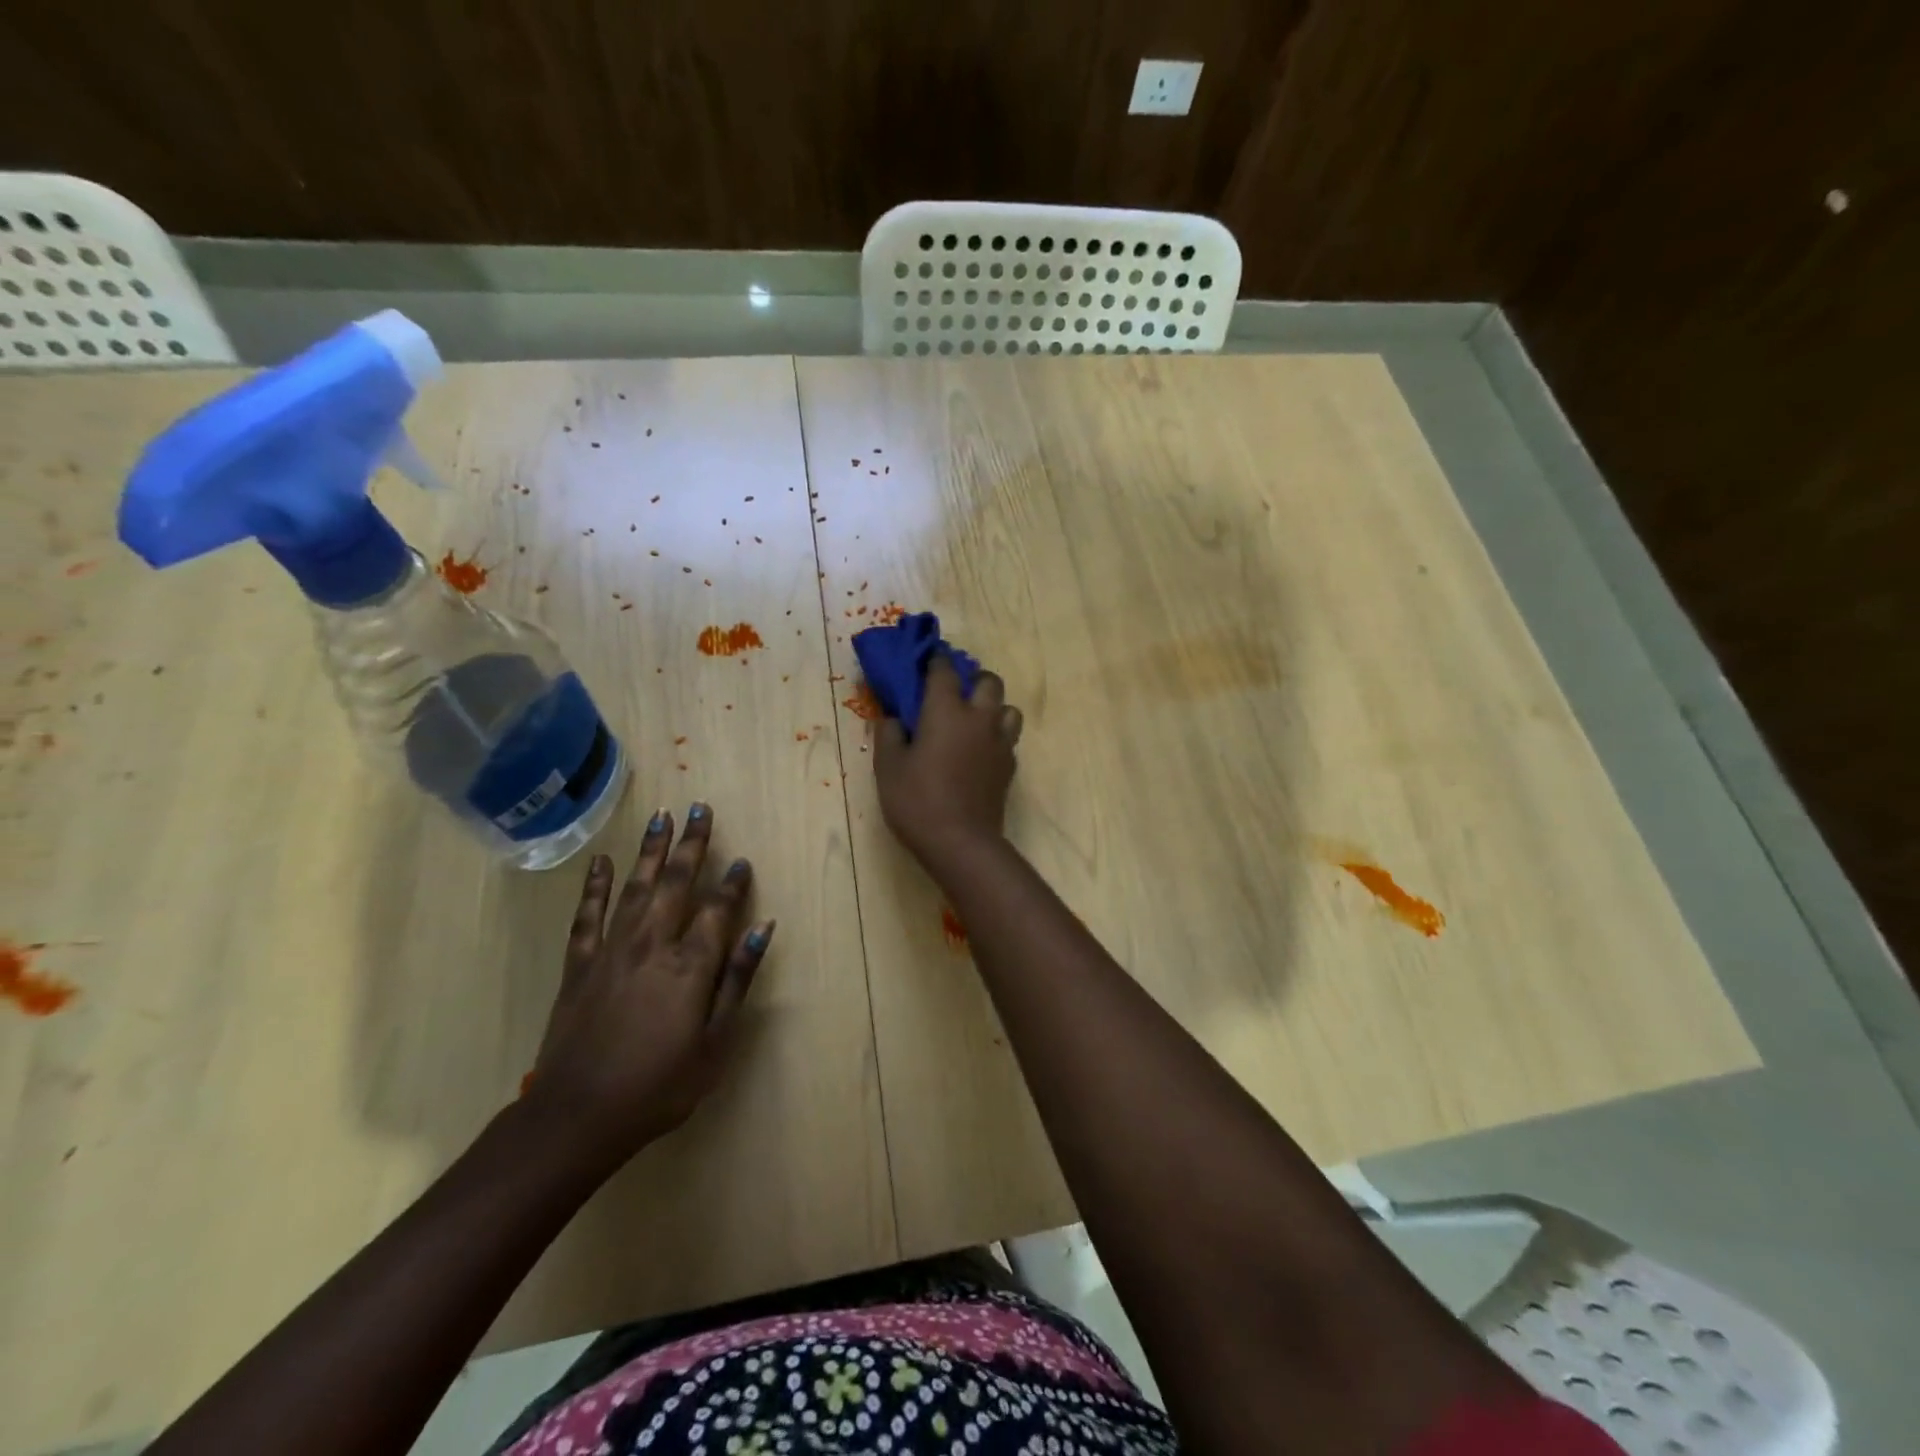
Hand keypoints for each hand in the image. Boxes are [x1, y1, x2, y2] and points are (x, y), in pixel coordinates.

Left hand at [523, 804, 773, 1168]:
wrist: (577, 1116)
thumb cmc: (659, 1086)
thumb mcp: (715, 1043)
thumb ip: (738, 980)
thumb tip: (763, 929)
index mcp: (690, 965)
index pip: (718, 909)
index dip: (733, 883)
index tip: (742, 861)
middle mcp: (652, 944)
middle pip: (677, 883)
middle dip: (691, 844)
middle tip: (699, 808)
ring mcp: (612, 950)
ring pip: (636, 887)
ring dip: (651, 850)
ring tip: (662, 817)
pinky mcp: (580, 964)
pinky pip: (588, 915)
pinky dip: (594, 886)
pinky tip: (600, 861)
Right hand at [874, 657, 1022, 866]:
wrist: (961, 842)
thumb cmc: (917, 801)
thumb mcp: (888, 767)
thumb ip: (889, 734)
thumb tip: (893, 717)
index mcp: (946, 710)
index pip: (944, 670)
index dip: (935, 660)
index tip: (927, 660)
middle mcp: (979, 718)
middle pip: (989, 680)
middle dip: (973, 678)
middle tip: (954, 693)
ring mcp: (999, 742)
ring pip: (1008, 708)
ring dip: (993, 707)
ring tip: (973, 722)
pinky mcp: (1009, 766)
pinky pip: (1009, 738)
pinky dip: (996, 735)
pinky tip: (980, 751)